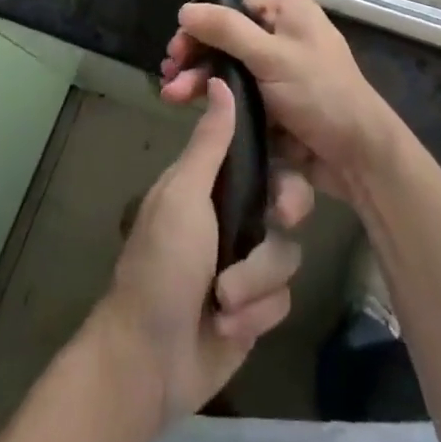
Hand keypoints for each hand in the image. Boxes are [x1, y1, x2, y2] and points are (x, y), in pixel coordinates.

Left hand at [96, 76, 313, 423]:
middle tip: (278, 219)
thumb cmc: (161, 264)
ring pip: (287, 252)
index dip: (283, 155)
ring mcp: (247, 262)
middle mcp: (235, 215)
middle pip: (288, 198)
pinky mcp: (257, 307)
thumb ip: (210, 143)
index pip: (263, 153)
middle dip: (285, 214)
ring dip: (256, 280)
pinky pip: (282, 298)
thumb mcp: (184, 195)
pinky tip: (228, 324)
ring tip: (224, 299)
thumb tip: (220, 80)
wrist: (148, 361)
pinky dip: (256, 312)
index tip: (292, 161)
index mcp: (214, 182)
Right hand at [161, 0, 401, 202]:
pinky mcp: (273, 100)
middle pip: (226, 36)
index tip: (175, 49)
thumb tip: (184, 8)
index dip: (201, 25)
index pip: (232, 5)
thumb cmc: (319, 93)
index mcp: (288, 9)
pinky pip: (237, 92)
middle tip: (168, 75)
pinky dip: (215, 97)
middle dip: (195, 56)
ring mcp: (277, 68)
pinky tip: (189, 104)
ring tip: (172, 95)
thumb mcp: (272, 56)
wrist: (357, 155)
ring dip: (199, 78)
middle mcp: (282, 32)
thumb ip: (227, 30)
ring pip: (228, 66)